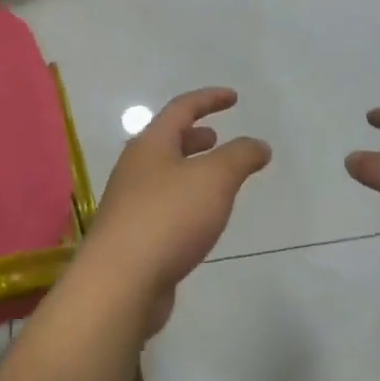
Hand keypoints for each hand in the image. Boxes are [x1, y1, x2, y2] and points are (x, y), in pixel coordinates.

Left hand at [79, 88, 271, 335]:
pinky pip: (164, 206)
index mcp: (150, 145)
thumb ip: (240, 156)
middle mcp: (135, 168)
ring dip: (190, 169)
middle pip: (166, 141)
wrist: (120, 283)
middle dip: (194, 136)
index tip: (234, 97)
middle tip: (218, 137)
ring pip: (164, 175)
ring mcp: (130, 203)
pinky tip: (201, 219)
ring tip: (216, 179)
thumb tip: (259, 145)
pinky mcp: (133, 236)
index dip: (209, 99)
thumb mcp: (215, 178)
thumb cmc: (168, 218)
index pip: (181, 108)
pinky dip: (186, 200)